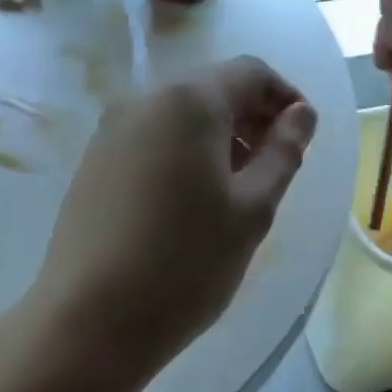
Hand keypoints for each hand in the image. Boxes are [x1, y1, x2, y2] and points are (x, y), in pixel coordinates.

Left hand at [32, 56, 317, 370]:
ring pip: (180, 116)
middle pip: (212, 89)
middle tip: (275, 169)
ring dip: (218, 138)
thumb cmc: (185, 262)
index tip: (303, 139)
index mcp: (188, 101)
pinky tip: (191, 201)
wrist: (88, 319)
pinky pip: (151, 139)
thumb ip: (283, 152)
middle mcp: (143, 101)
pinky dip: (183, 153)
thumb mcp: (252, 209)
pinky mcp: (94, 162)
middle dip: (252, 118)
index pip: (250, 72)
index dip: (285, 97)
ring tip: (237, 190)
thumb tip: (300, 114)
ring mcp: (111, 131)